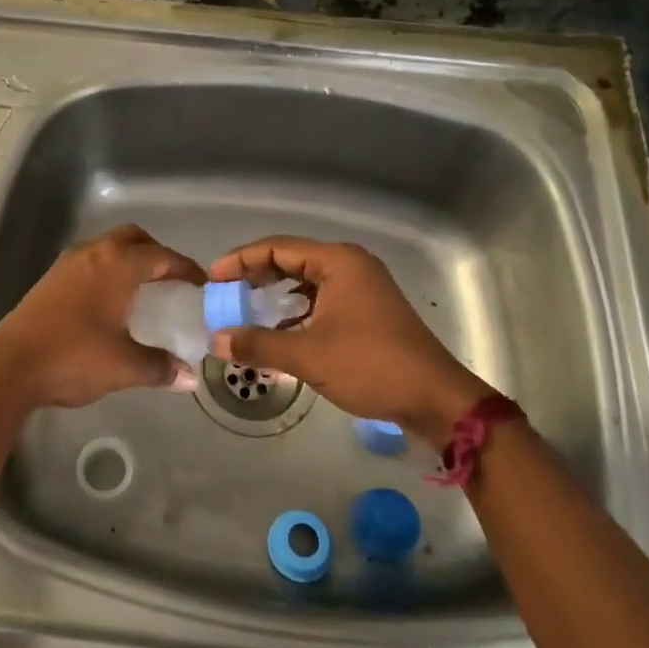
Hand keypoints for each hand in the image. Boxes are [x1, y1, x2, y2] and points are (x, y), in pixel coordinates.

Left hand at [0, 225, 204, 410]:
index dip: (185, 268)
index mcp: (118, 265)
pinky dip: (108, 270)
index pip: (162, 256)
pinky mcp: (51, 278)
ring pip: (108, 246)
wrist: (10, 365)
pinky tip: (109, 301)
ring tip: (142, 290)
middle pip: (133, 238)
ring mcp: (68, 262)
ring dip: (129, 259)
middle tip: (171, 281)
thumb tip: (189, 379)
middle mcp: (95, 253)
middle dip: (156, 253)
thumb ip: (160, 367)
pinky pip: (91, 260)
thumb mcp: (124, 366)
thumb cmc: (74, 357)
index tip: (201, 283)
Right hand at [208, 236, 496, 448]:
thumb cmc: (370, 366)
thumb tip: (216, 340)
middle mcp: (351, 265)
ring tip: (247, 309)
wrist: (435, 399)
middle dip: (256, 275)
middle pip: (292, 259)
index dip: (241, 260)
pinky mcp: (369, 310)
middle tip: (226, 292)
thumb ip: (258, 345)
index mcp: (338, 261)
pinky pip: (323, 298)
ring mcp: (363, 287)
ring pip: (308, 280)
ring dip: (277, 294)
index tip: (212, 278)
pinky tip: (281, 332)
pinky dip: (298, 310)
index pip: (277, 248)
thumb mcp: (308, 355)